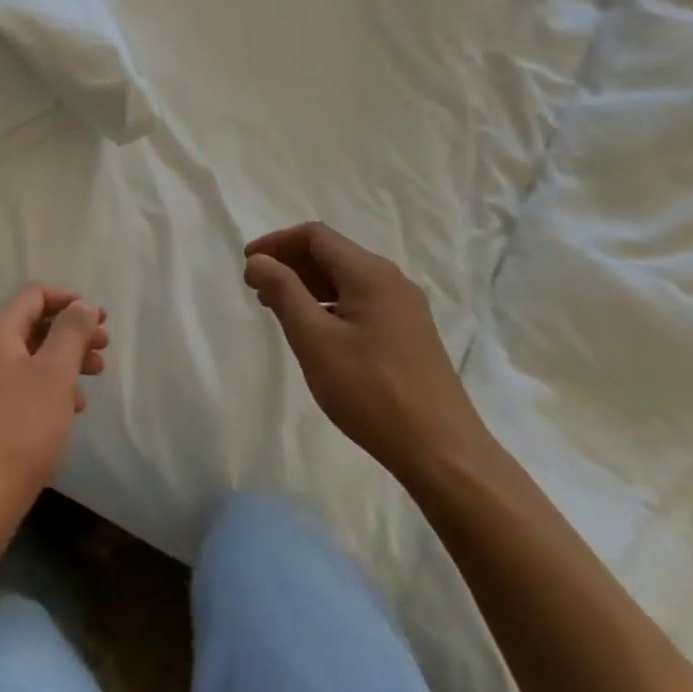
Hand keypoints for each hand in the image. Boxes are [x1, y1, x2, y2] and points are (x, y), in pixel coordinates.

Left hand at [0, 286, 108, 555]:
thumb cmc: (19, 429)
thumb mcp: (54, 374)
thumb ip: (71, 332)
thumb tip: (82, 305)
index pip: (35, 295)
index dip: (70, 301)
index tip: (102, 319)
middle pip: (33, 323)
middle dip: (71, 331)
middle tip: (105, 349)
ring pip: (28, 355)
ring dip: (63, 359)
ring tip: (95, 377)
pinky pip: (19, 381)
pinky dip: (47, 384)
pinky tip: (70, 407)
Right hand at [245, 223, 489, 488]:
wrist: (444, 455)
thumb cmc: (372, 392)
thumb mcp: (314, 339)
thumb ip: (283, 291)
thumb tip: (258, 260)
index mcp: (370, 273)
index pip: (314, 236)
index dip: (276, 243)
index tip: (248, 265)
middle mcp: (392, 280)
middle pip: (331, 253)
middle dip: (290, 263)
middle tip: (258, 290)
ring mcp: (405, 308)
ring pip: (346, 279)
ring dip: (308, 285)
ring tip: (279, 310)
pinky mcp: (410, 333)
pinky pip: (361, 301)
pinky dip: (330, 304)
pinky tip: (317, 332)